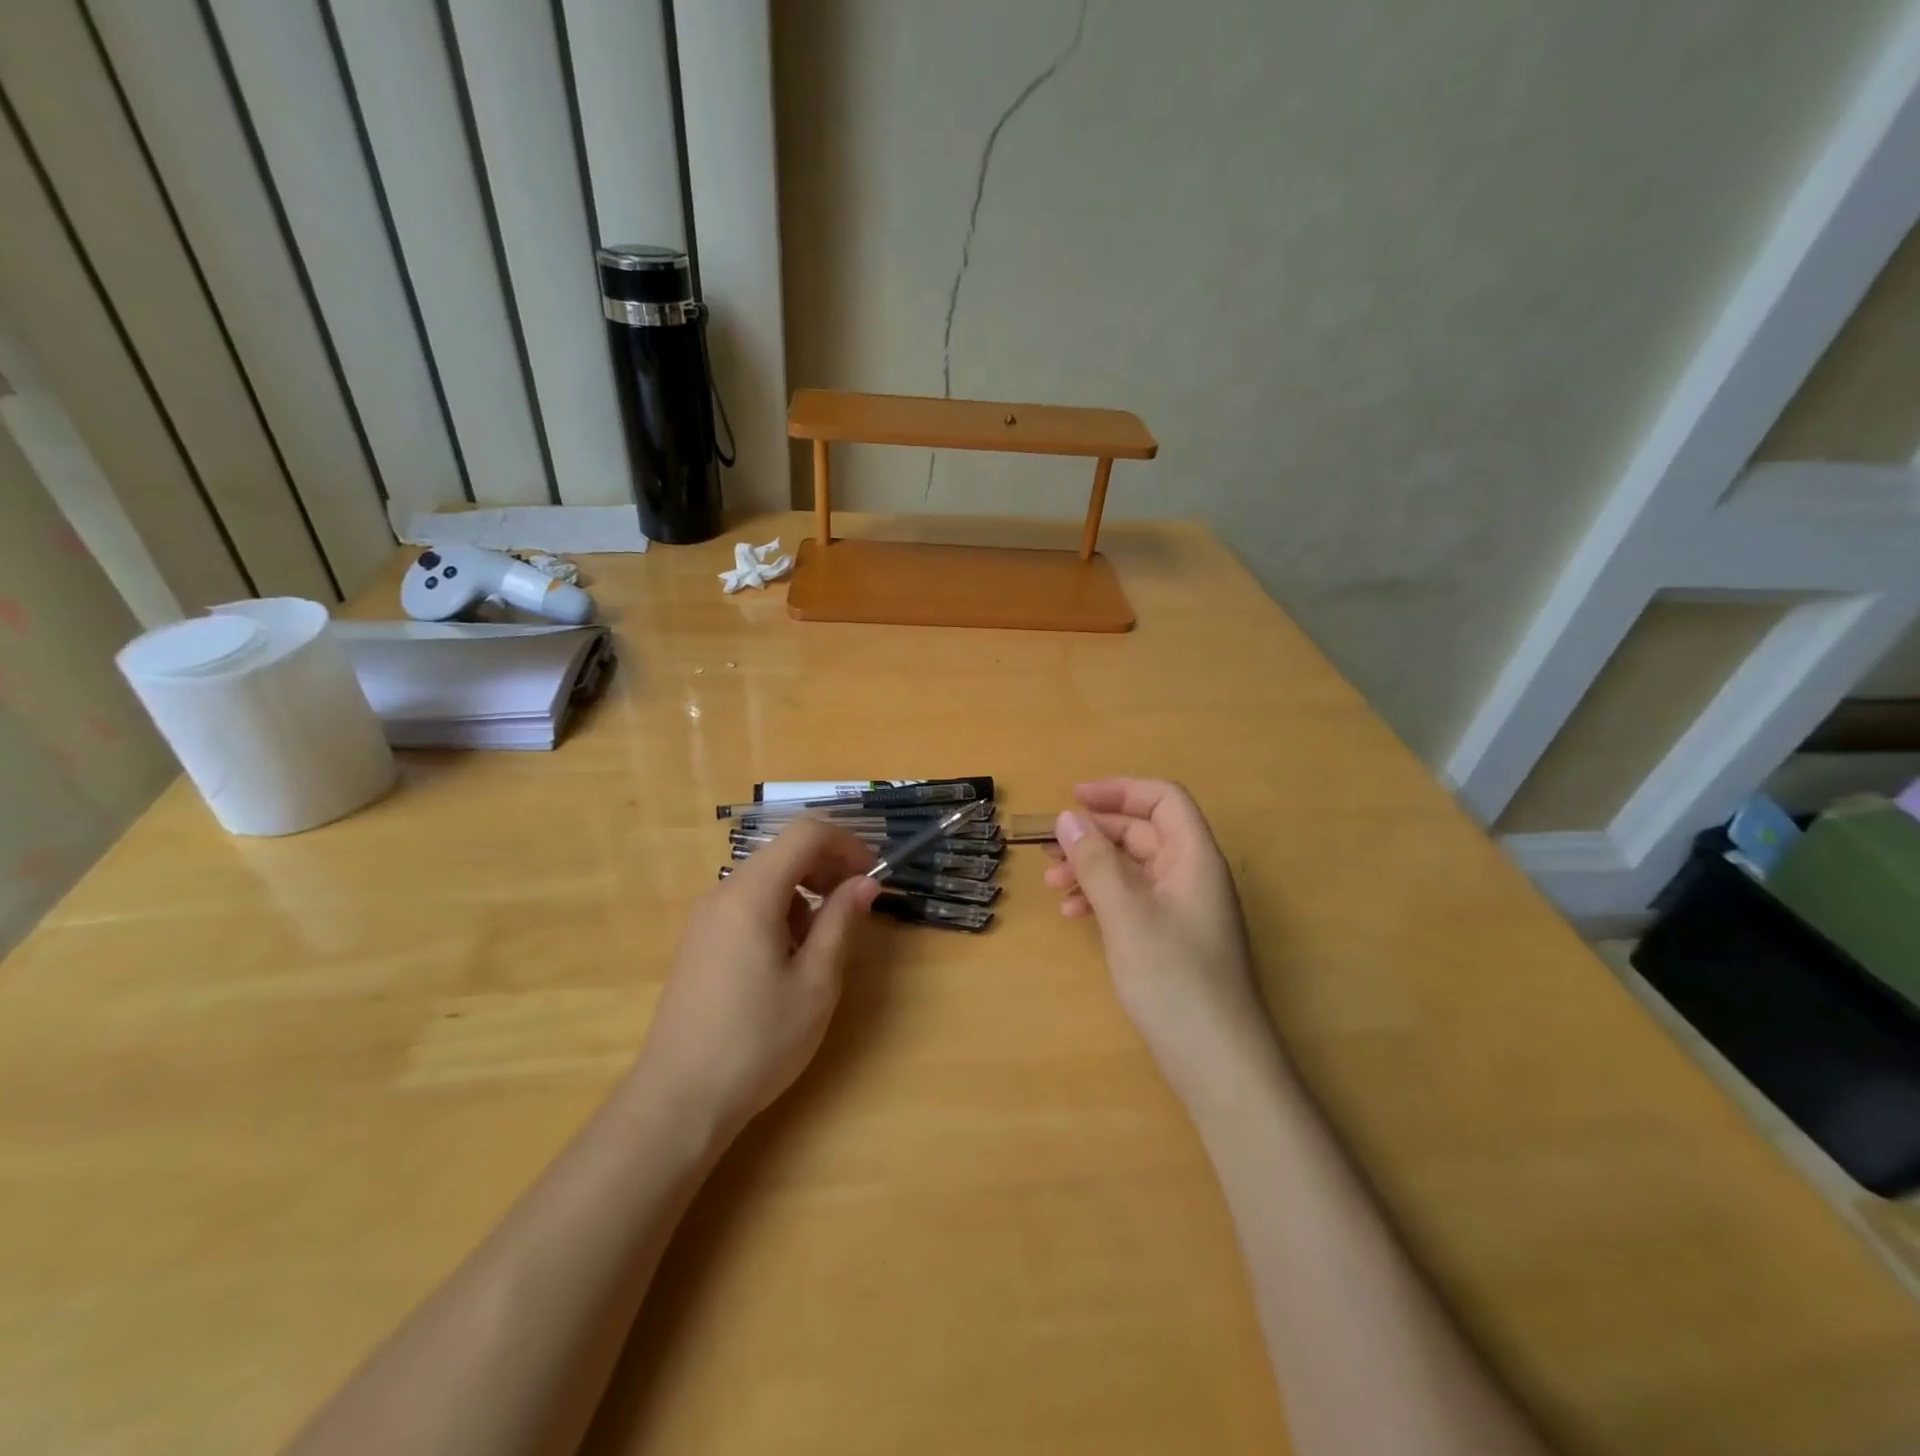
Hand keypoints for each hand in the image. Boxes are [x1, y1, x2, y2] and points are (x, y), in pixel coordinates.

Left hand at [634, 820, 880, 1137]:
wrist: (678, 1100)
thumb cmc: (757, 1041)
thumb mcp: (815, 982)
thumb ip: (841, 921)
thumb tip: (865, 882)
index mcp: (751, 894)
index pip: (806, 834)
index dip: (847, 844)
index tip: (873, 876)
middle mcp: (723, 893)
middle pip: (784, 852)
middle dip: (828, 867)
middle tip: (858, 905)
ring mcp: (705, 918)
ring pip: (767, 878)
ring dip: (805, 892)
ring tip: (823, 941)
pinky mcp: (699, 942)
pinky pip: (747, 904)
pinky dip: (780, 911)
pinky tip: (788, 957)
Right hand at [1044, 779, 1274, 1100]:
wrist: (1218, 1063)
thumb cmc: (1174, 979)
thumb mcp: (1126, 913)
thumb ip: (1096, 862)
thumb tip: (1068, 818)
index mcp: (1195, 858)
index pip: (1163, 800)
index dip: (1119, 791)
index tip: (1073, 798)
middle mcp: (1192, 876)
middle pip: (1143, 833)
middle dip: (1095, 836)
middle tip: (1050, 849)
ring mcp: (1183, 909)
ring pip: (1133, 868)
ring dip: (1093, 868)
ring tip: (1053, 884)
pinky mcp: (1172, 939)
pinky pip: (1134, 900)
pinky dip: (1103, 899)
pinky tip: (1074, 914)